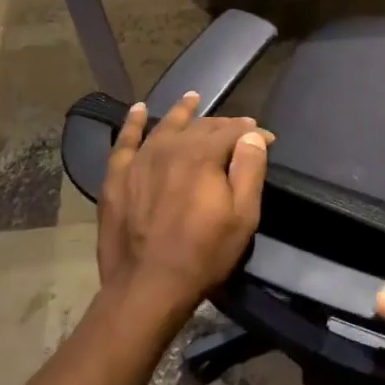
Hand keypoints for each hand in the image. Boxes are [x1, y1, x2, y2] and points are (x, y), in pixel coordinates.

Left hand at [96, 91, 269, 322]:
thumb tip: (252, 135)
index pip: (232, 131)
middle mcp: (170, 148)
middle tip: (237, 127)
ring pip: (164, 126)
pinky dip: (132, 124)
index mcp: (202, 155)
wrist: (147, 287)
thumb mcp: (242, 216)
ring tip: (192, 97)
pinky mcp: (117, 178)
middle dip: (223, 124)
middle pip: (200, 126)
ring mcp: (140, 161)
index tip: (267, 138)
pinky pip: (124, 142)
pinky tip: (137, 110)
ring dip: (182, 111)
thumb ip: (249, 170)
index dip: (252, 132)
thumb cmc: (203, 254)